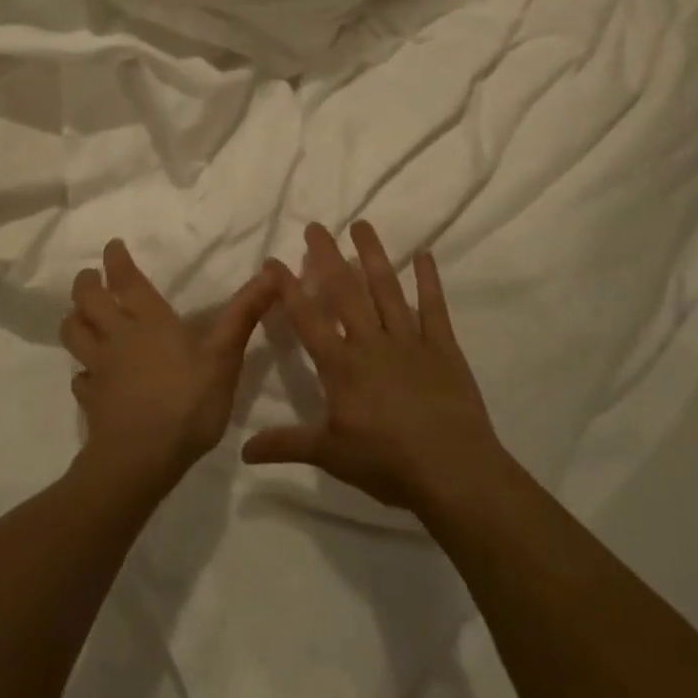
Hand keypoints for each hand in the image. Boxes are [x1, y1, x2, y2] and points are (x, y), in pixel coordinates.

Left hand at [63, 239, 276, 497]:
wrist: (141, 459)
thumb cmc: (187, 402)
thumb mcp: (224, 357)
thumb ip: (243, 315)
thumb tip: (271, 273)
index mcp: (149, 321)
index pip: (126, 280)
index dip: (116, 260)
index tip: (112, 246)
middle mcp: (118, 336)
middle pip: (88, 300)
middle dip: (86, 283)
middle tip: (90, 276)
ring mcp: (99, 368)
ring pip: (73, 333)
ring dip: (74, 319)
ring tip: (80, 316)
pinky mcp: (91, 400)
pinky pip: (79, 379)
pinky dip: (82, 372)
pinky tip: (89, 377)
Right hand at [242, 221, 506, 518]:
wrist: (453, 472)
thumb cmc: (387, 463)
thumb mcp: (330, 455)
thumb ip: (287, 444)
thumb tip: (244, 451)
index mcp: (341, 365)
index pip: (307, 319)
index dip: (288, 289)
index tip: (273, 261)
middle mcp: (371, 343)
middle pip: (345, 291)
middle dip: (328, 257)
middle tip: (316, 226)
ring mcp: (409, 341)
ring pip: (386, 289)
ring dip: (373, 255)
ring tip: (362, 225)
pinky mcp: (443, 347)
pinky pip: (434, 307)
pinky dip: (429, 280)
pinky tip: (424, 254)